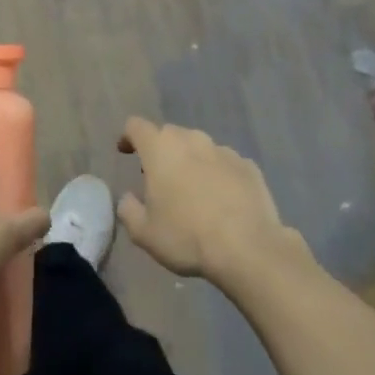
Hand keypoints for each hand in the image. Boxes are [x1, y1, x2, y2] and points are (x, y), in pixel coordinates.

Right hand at [115, 118, 294, 282]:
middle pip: (169, 134)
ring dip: (191, 162)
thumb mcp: (144, 233)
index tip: (126, 151)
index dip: (128, 137)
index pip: (136, 126)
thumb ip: (128, 210)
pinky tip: (222, 200)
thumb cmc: (187, 237)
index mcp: (160, 149)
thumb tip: (128, 198)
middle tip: (159, 179)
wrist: (247, 247)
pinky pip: (225, 163)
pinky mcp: (248, 166)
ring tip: (193, 191)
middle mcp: (192, 140)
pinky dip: (218, 175)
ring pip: (199, 148)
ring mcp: (223, 150)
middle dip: (161, 151)